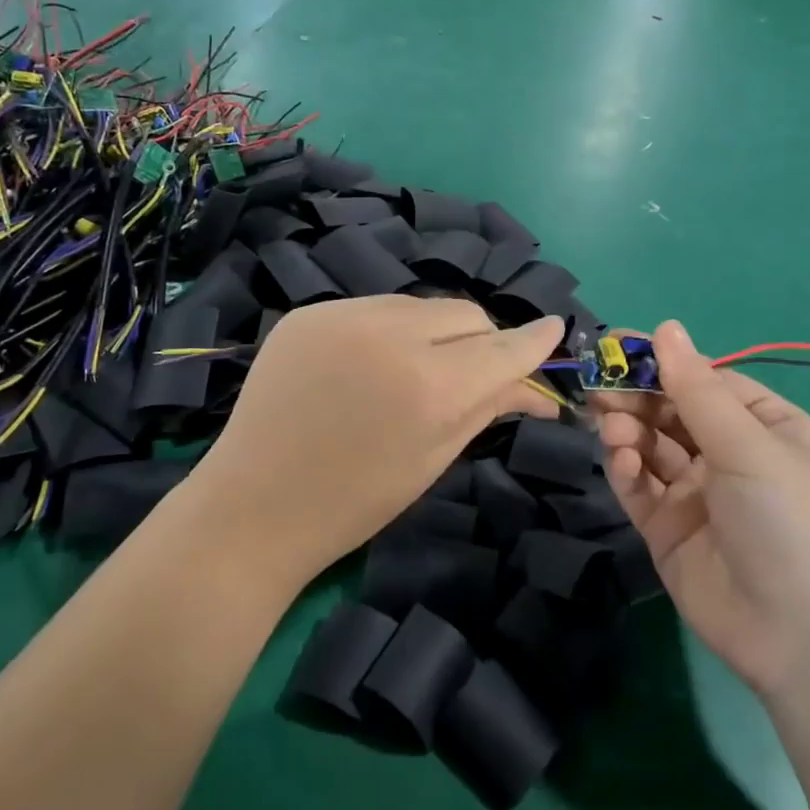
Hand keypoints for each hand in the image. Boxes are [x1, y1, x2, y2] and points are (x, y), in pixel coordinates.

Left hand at [195, 297, 563, 589]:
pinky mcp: (310, 312)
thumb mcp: (433, 458)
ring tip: (417, 369)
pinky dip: (387, 330)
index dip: (534, 341)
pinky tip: (370, 364)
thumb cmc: (354, 501)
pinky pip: (373, 309)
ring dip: (434, 331)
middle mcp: (391, 334)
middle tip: (476, 372)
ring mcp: (344, 315)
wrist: (254, 504)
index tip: (554, 329)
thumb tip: (533, 385)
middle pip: (465, 314)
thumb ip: (486, 407)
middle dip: (482, 340)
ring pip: (419, 305)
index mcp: (430, 385)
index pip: (502, 348)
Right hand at [593, 321, 809, 696]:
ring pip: (650, 444)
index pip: (706, 380)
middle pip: (671, 410)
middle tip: (599, 387)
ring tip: (613, 428)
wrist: (805, 641)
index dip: (663, 363)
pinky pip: (639, 485)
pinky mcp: (667, 528)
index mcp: (766, 428)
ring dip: (628, 429)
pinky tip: (622, 460)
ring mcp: (697, 493)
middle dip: (637, 396)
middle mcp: (730, 455)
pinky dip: (625, 467)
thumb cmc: (792, 522)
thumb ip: (697, 387)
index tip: (617, 347)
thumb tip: (665, 326)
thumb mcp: (749, 446)